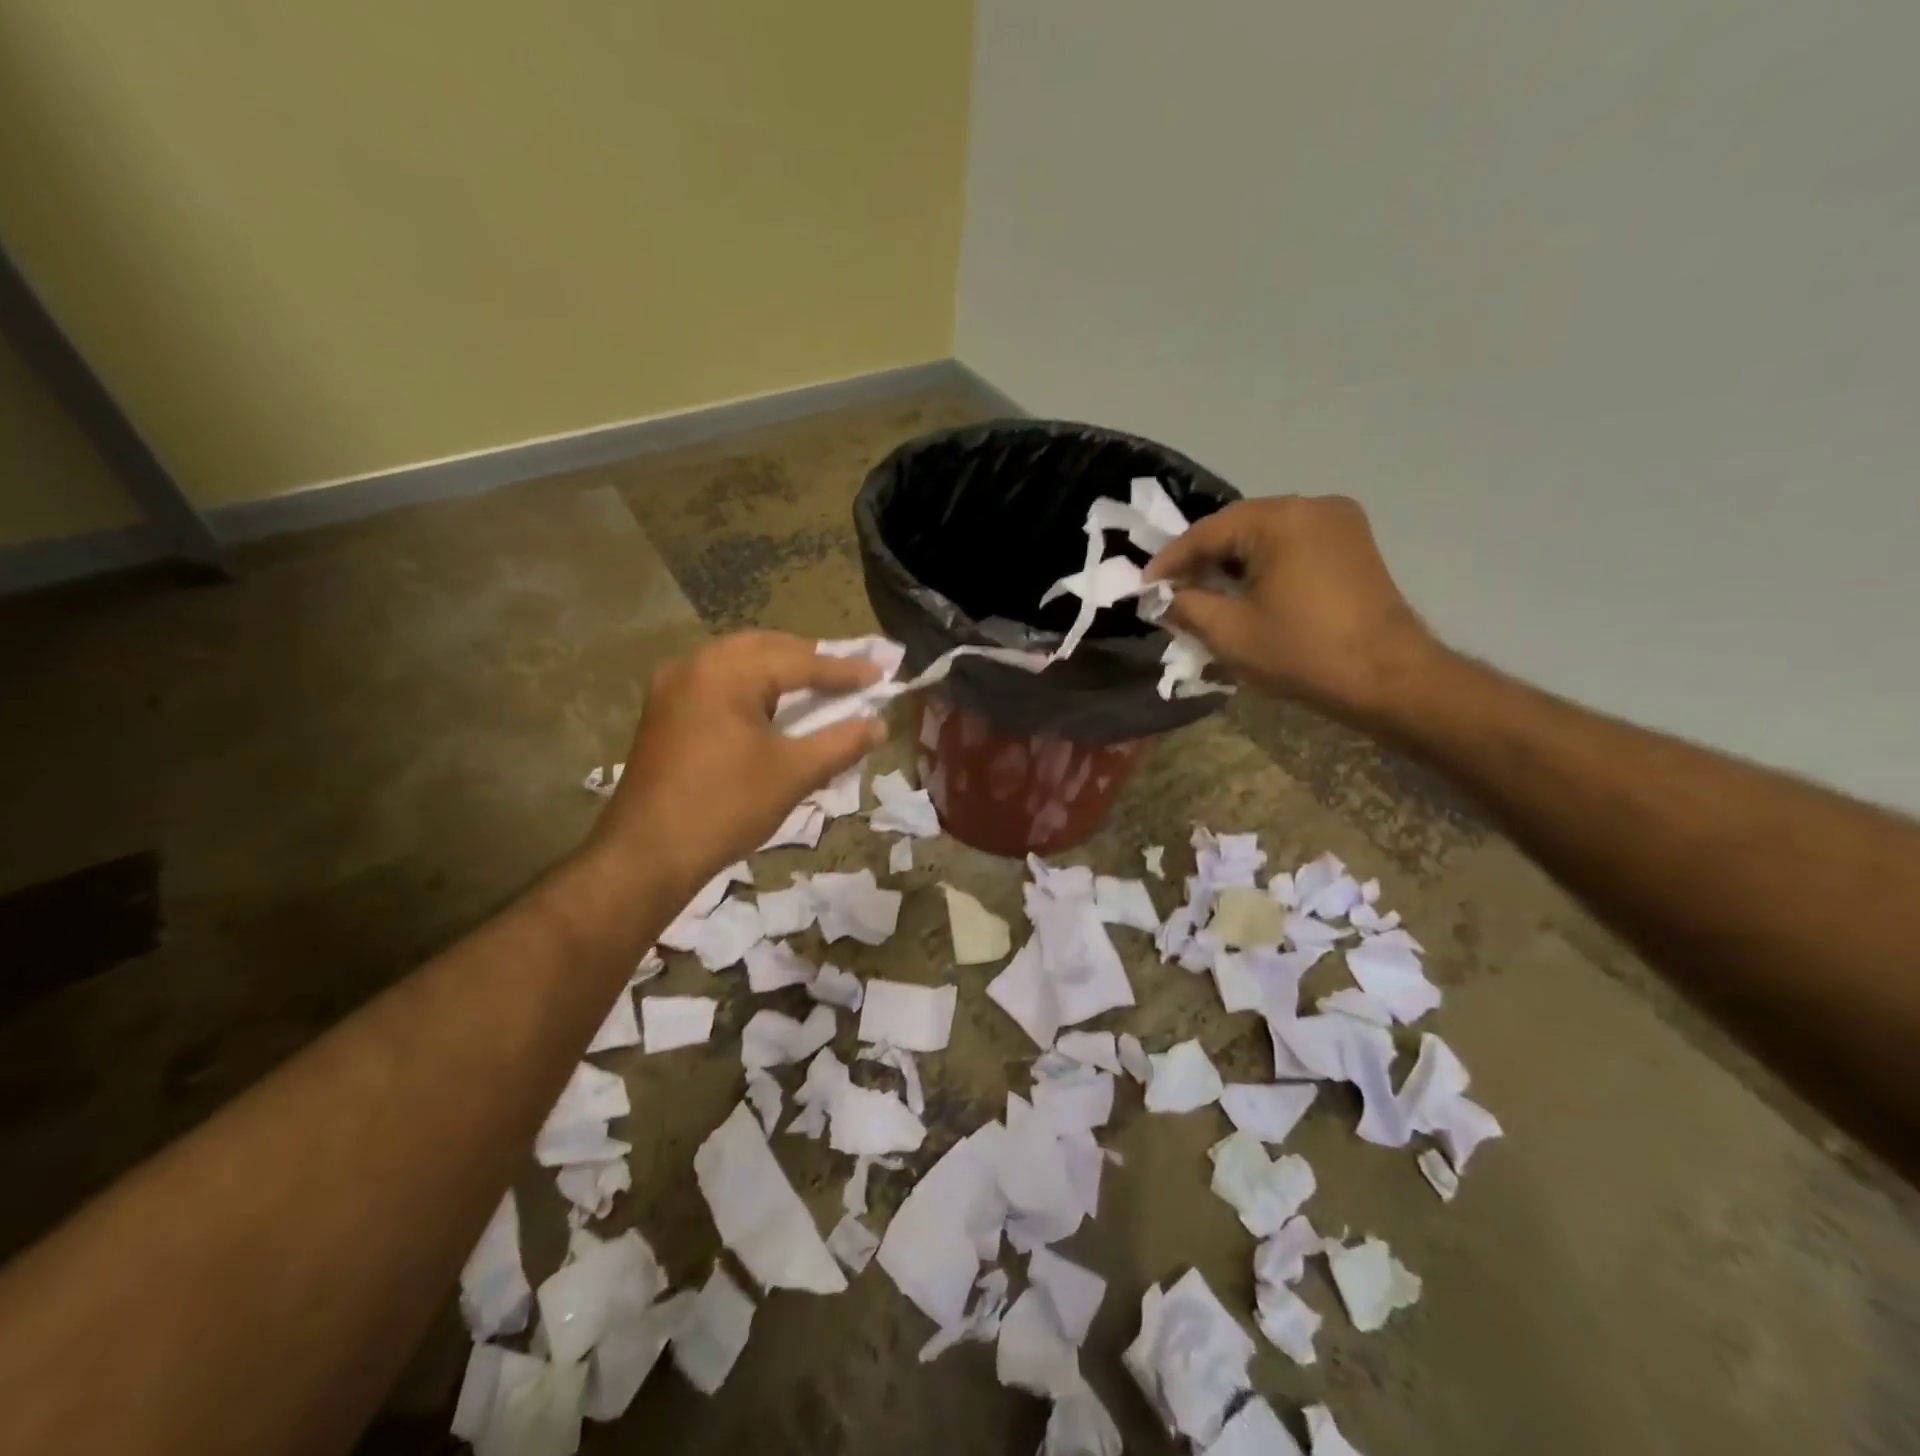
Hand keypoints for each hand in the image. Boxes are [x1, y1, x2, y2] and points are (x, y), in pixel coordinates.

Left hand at [592, 632, 883, 891]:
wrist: (646, 855)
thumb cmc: (726, 808)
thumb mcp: (793, 774)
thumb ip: (841, 742)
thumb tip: (878, 725)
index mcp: (726, 672)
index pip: (798, 661)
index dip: (843, 670)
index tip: (880, 676)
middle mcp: (694, 665)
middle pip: (765, 648)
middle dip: (808, 659)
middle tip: (846, 676)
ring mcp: (672, 686)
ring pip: (737, 661)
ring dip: (778, 670)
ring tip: (813, 687)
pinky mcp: (663, 711)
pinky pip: (717, 681)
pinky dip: (750, 686)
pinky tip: (768, 707)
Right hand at [1144, 496, 1437, 721]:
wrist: (1389, 678)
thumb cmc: (1303, 653)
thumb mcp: (1230, 633)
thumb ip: (1187, 606)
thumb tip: (1166, 598)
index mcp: (1279, 519)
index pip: (1207, 532)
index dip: (1171, 560)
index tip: (1144, 586)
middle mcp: (1312, 506)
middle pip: (1238, 528)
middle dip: (1201, 559)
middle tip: (1172, 591)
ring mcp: (1340, 523)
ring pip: (1265, 536)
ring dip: (1232, 563)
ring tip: (1205, 594)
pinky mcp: (1353, 545)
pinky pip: (1293, 545)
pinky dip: (1263, 565)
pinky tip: (1246, 592)